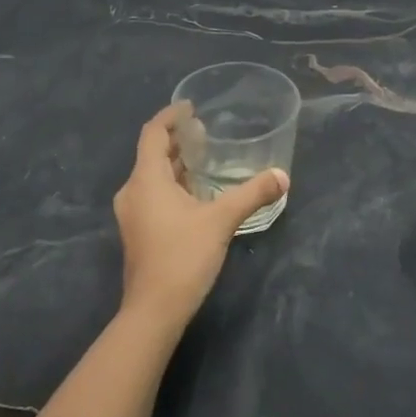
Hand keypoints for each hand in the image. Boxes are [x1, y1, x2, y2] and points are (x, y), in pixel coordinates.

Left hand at [113, 103, 288, 331]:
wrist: (154, 310)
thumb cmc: (183, 256)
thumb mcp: (222, 220)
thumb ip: (252, 194)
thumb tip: (282, 176)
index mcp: (146, 179)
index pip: (153, 133)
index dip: (170, 116)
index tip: (191, 106)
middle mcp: (133, 191)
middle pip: (152, 154)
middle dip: (177, 140)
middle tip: (205, 131)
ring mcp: (132, 213)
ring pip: (152, 176)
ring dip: (175, 164)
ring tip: (204, 158)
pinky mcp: (138, 232)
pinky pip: (153, 195)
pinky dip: (172, 185)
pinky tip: (196, 194)